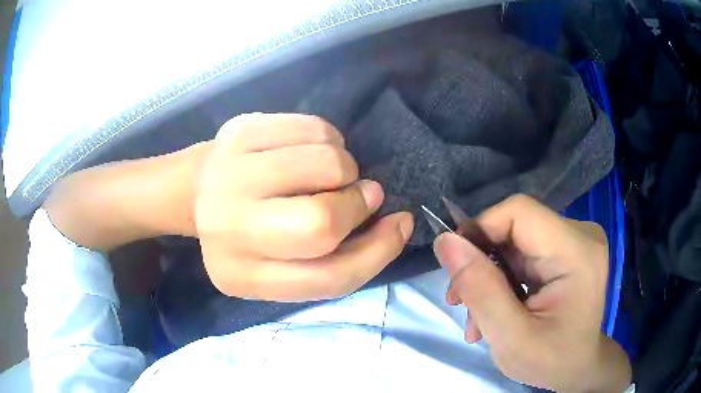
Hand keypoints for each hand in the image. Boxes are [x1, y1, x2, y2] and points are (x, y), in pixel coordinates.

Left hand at [195, 113, 413, 301]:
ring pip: (326, 164)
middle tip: (358, 194)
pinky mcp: (239, 131)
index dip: (378, 251)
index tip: (398, 225)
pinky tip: (310, 151)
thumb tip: (395, 222)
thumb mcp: (284, 265)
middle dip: (356, 204)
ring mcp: (228, 173)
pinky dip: (330, 139)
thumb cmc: (248, 232)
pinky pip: (315, 128)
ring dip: (345, 168)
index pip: (327, 277)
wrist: (197, 190)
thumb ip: (340, 257)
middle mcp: (225, 229)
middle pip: (320, 223)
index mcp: (241, 277)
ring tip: (329, 173)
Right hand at [433, 195, 630, 391]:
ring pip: (514, 241)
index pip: (519, 212)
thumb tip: (445, 241)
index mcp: (577, 252)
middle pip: (514, 227)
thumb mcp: (510, 338)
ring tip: (477, 317)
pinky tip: (497, 307)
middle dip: (481, 264)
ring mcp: (575, 240)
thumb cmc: (552, 361)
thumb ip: (480, 290)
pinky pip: (523, 251)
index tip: (456, 271)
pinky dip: (503, 278)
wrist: (578, 367)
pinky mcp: (566, 249)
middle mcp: (580, 234)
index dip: (480, 230)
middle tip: (462, 304)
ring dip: (489, 276)